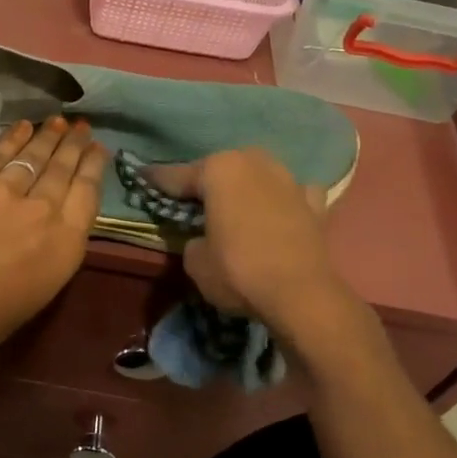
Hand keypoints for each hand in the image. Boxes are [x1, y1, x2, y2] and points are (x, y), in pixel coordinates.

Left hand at [0, 118, 106, 357]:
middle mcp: (44, 209)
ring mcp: (6, 192)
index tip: (98, 148)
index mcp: (67, 242)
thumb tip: (60, 213)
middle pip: (63, 168)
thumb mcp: (47, 283)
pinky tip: (24, 126)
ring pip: (34, 155)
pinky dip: (13, 137)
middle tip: (82, 127)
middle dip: (75, 144)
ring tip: (59, 121)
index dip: (94, 166)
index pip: (88, 191)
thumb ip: (59, 243)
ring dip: (48, 136)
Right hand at [149, 149, 354, 340]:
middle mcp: (255, 163)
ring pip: (257, 175)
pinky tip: (277, 211)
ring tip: (233, 206)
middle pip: (221, 169)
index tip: (142, 178)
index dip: (157, 181)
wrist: (301, 294)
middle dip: (206, 182)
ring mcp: (289, 180)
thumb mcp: (195, 261)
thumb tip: (202, 239)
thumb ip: (191, 240)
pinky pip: (290, 194)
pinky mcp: (314, 203)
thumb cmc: (238, 271)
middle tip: (191, 200)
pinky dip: (281, 200)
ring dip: (244, 187)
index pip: (177, 175)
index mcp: (219, 169)